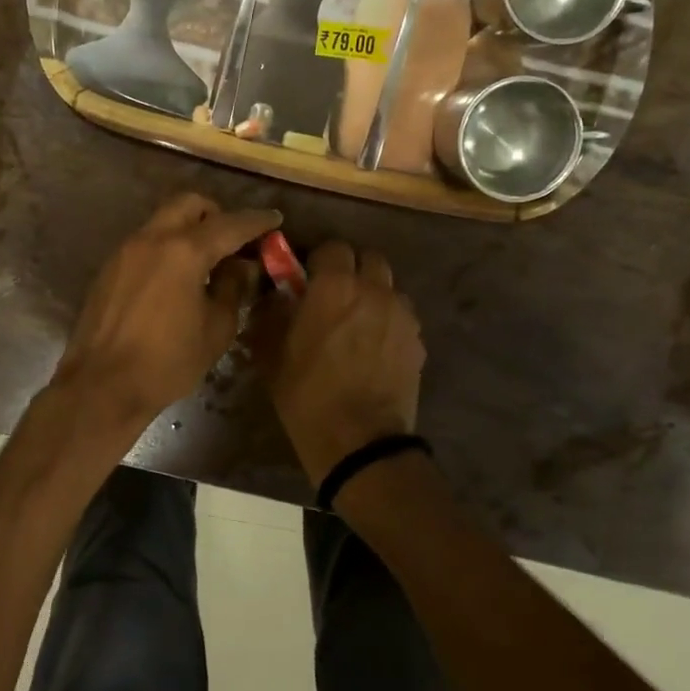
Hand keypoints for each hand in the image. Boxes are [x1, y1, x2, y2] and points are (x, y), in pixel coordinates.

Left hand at [53, 194, 281, 428]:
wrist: (101, 386)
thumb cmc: (167, 362)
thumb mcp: (216, 329)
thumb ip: (232, 288)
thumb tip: (241, 266)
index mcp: (184, 251)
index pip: (229, 224)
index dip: (256, 221)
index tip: (275, 219)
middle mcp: (152, 239)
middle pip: (189, 204)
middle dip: (216, 214)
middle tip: (234, 239)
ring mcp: (125, 251)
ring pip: (163, 220)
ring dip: (188, 229)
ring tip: (206, 262)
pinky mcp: (109, 268)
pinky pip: (146, 242)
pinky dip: (167, 247)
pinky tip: (176, 280)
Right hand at [255, 241, 424, 484]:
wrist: (359, 442)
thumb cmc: (306, 395)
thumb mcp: (271, 354)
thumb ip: (271, 314)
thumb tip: (273, 296)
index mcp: (335, 286)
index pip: (332, 248)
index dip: (319, 261)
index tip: (307, 280)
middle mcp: (374, 290)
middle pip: (369, 259)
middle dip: (352, 270)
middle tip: (335, 296)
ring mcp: (402, 315)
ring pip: (390, 287)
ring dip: (374, 294)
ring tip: (358, 323)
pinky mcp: (418, 340)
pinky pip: (402, 316)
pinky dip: (389, 321)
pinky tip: (375, 349)